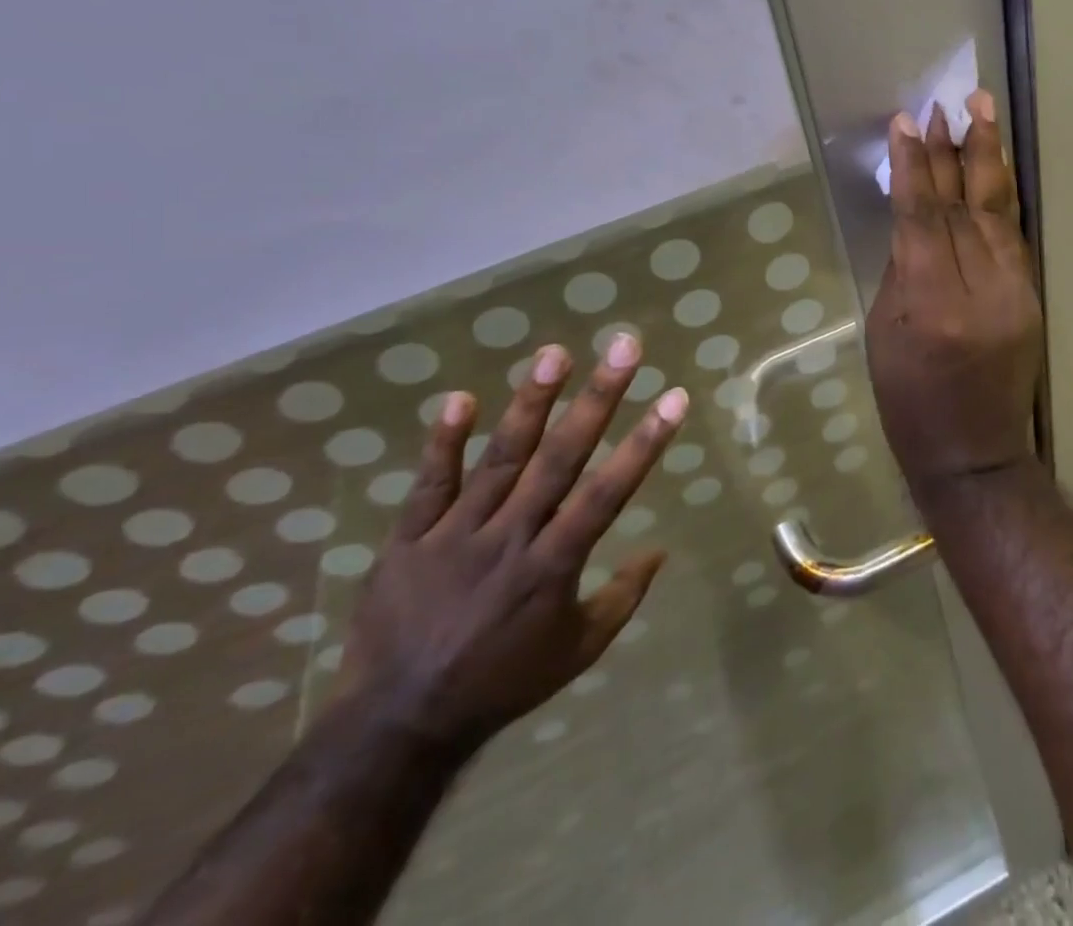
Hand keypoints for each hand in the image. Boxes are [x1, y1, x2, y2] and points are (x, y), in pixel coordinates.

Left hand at [338, 335, 687, 750]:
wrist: (398, 725)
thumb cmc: (503, 683)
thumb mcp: (578, 651)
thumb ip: (623, 597)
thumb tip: (661, 550)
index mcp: (554, 566)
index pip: (609, 493)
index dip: (645, 443)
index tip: (674, 397)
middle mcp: (511, 538)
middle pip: (561, 459)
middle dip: (598, 399)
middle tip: (624, 348)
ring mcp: (456, 535)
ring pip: (501, 459)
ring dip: (530, 404)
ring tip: (555, 354)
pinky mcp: (409, 540)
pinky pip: (429, 485)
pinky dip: (443, 442)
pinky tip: (460, 398)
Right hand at [865, 90, 1043, 494]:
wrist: (975, 454)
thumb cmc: (909, 402)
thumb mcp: (886, 334)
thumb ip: (901, 270)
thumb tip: (914, 217)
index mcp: (932, 305)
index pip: (922, 219)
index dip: (914, 167)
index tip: (906, 124)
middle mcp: (980, 291)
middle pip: (962, 207)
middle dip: (952, 151)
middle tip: (944, 105)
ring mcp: (1015, 293)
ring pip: (997, 211)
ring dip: (987, 158)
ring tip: (981, 110)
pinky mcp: (1033, 297)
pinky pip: (1014, 235)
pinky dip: (1000, 196)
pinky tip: (994, 165)